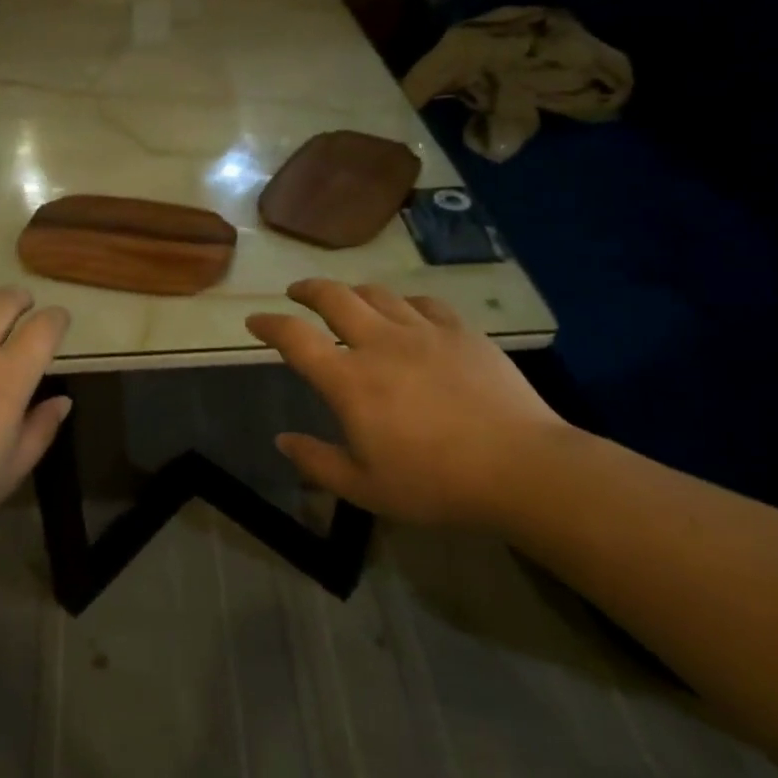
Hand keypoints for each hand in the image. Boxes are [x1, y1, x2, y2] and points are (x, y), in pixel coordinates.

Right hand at [245, 280, 567, 528]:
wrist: (522, 469)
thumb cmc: (435, 484)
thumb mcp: (365, 488)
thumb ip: (317, 462)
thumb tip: (282, 440)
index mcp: (349, 381)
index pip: (295, 338)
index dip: (269, 325)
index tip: (255, 322)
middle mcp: (380, 343)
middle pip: (333, 297)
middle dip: (307, 290)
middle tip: (296, 292)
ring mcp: (423, 332)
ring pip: (377, 294)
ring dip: (353, 292)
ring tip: (347, 299)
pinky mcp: (462, 332)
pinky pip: (424, 303)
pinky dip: (404, 303)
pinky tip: (407, 313)